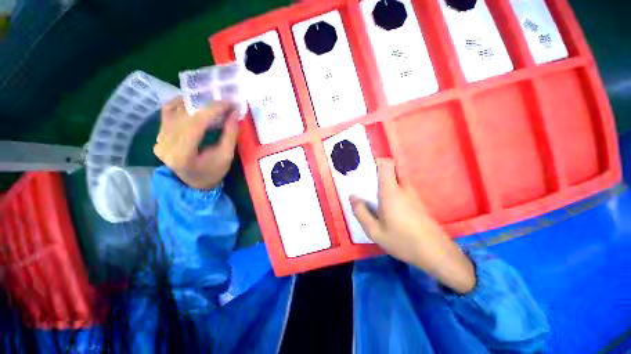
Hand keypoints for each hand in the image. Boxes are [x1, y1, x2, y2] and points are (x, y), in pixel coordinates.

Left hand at [153, 97, 238, 189]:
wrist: (195, 183)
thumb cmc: (213, 172)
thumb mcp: (226, 156)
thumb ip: (230, 134)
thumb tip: (234, 113)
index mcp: (182, 155)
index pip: (195, 124)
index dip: (212, 110)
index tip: (228, 103)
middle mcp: (165, 145)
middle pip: (185, 116)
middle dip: (207, 106)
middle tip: (224, 103)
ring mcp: (159, 139)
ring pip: (174, 111)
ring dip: (194, 104)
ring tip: (211, 103)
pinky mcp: (159, 135)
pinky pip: (167, 112)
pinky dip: (180, 104)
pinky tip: (193, 104)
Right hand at [350, 159, 475, 293]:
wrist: (436, 253)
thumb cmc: (402, 241)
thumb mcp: (374, 231)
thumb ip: (360, 212)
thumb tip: (353, 196)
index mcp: (391, 191)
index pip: (386, 164)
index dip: (375, 161)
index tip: (363, 167)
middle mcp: (403, 188)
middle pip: (391, 169)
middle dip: (377, 172)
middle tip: (364, 182)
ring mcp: (412, 194)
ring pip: (396, 179)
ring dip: (384, 182)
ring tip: (372, 195)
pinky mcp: (417, 202)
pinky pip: (401, 189)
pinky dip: (391, 190)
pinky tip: (386, 207)